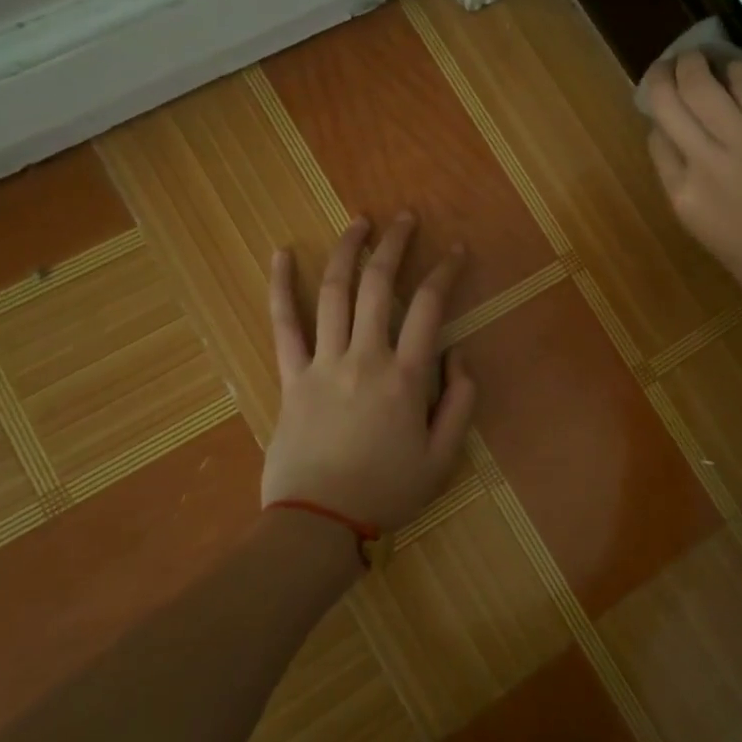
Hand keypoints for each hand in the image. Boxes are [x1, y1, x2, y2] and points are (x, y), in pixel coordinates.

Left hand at [261, 213, 476, 531]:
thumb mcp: (443, 457)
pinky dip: (280, 286)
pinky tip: (280, 254)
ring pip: (333, 293)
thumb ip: (461, 402)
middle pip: (378, 285)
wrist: (318, 524)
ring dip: (347, 251)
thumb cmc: (386, 492)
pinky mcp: (290, 376)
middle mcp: (365, 358)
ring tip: (359, 222)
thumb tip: (461, 354)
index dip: (445, 272)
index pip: (428, 307)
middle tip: (405, 217)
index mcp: (405, 377)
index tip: (456, 250)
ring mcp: (323, 363)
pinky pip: (283, 324)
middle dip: (394, 244)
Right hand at [644, 53, 741, 329]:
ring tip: (697, 58)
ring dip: (695, 64)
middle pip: (671, 102)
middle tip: (672, 66)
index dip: (658, 118)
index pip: (656, 140)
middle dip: (666, 77)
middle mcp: (706, 165)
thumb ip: (692, 188)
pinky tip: (734, 67)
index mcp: (683, 199)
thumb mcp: (709, 233)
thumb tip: (689, 147)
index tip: (665, 108)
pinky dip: (737, 70)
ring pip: (705, 84)